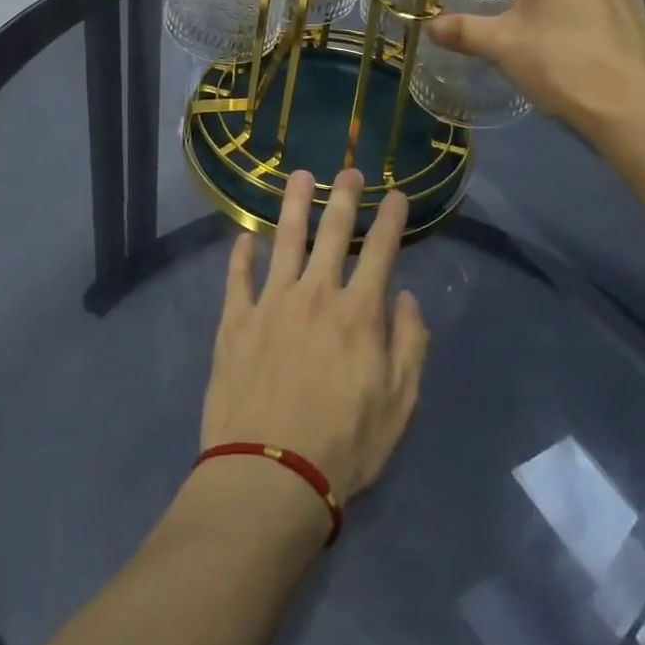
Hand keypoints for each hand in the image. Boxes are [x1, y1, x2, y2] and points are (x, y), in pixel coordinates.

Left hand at [201, 169, 428, 504]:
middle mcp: (315, 294)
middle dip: (344, 197)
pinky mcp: (235, 320)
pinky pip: (238, 277)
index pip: (381, 252)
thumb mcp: (400, 405)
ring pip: (284, 239)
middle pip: (332, 233)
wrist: (270, 474)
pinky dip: (241, 254)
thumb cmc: (344, 445)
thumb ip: (409, 346)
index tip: (397, 194)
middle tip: (349, 171)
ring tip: (299, 176)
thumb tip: (406, 299)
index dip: (391, 219)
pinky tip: (243, 238)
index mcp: (358, 312)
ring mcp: (271, 302)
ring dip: (293, 205)